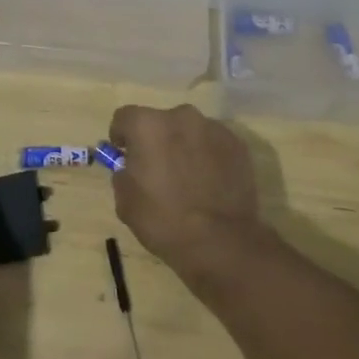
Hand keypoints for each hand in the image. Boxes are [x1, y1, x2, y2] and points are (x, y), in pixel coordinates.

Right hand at [107, 104, 268, 280]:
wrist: (220, 242)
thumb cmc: (164, 220)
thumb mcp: (125, 201)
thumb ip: (123, 174)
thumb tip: (130, 166)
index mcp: (147, 125)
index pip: (124, 117)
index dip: (121, 136)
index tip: (124, 155)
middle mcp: (180, 116)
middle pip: (160, 121)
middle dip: (156, 140)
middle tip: (158, 169)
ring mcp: (213, 128)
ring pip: (189, 131)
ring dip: (183, 146)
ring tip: (188, 178)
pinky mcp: (237, 144)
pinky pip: (213, 144)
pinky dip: (208, 156)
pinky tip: (210, 183)